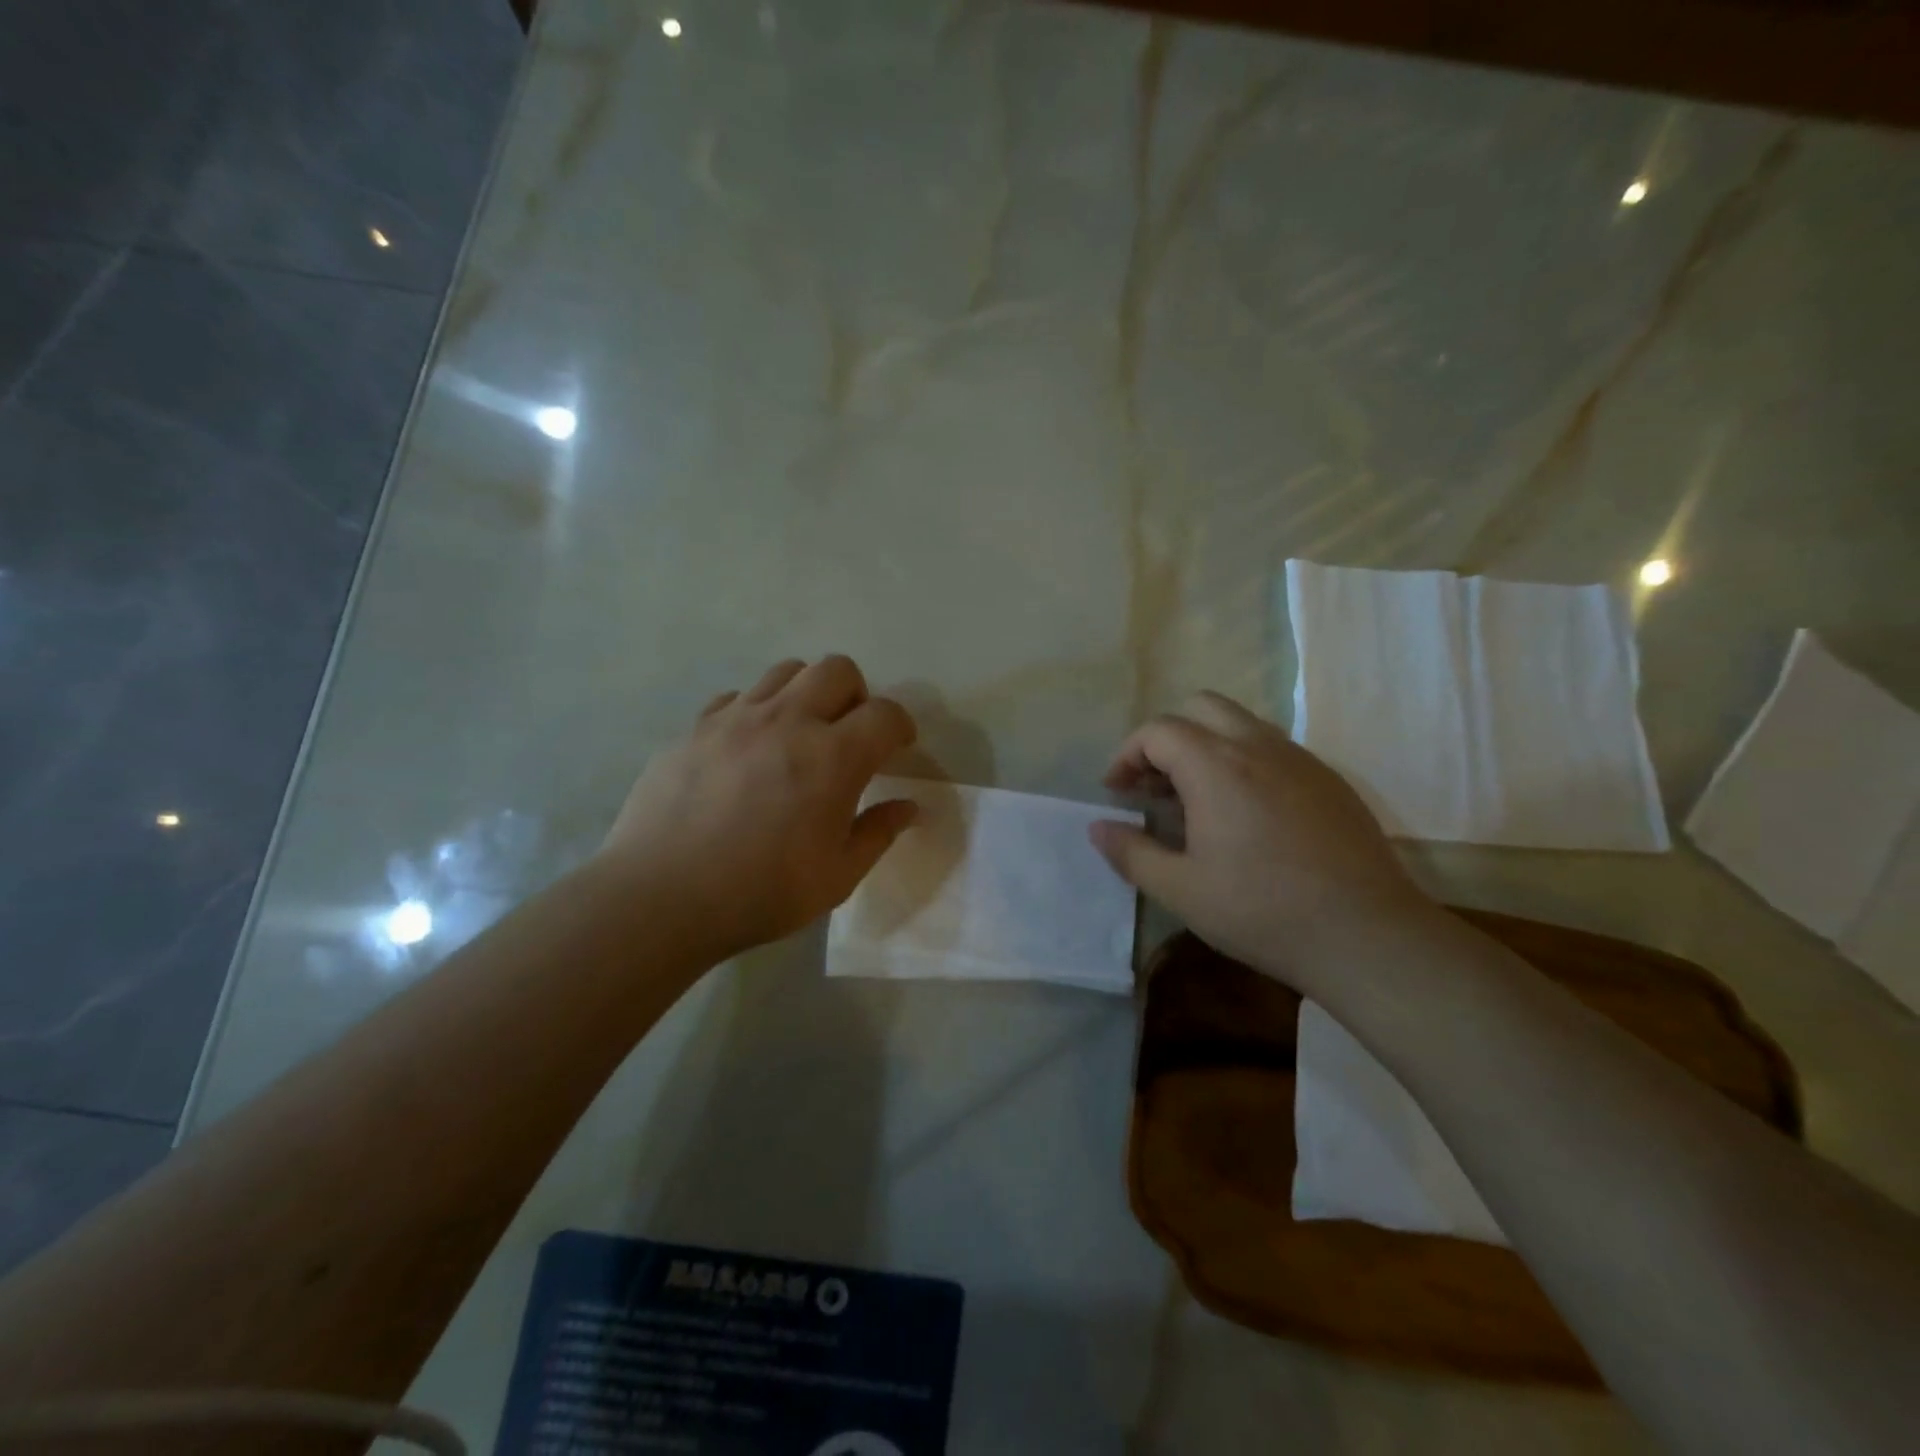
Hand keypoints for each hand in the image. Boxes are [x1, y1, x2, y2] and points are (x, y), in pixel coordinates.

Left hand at [600, 656, 917, 959]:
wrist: (659, 898)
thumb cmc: (760, 893)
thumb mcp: (836, 877)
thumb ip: (878, 833)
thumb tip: (908, 807)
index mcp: (832, 758)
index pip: (885, 713)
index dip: (900, 726)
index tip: (897, 747)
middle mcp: (788, 721)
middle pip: (837, 670)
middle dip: (856, 695)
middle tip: (848, 735)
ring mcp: (736, 718)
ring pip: (786, 672)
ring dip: (806, 694)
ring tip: (798, 735)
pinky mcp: (696, 727)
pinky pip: (737, 697)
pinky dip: (755, 711)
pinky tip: (748, 750)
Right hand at [1089, 691, 1434, 986]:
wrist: (1366, 935)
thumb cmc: (1261, 911)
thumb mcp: (1181, 890)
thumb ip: (1131, 853)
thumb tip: (1098, 828)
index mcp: (1215, 766)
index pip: (1158, 731)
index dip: (1128, 756)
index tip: (1118, 792)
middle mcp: (1257, 747)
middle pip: (1201, 706)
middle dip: (1167, 736)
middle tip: (1156, 784)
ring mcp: (1300, 759)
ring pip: (1241, 723)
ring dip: (1207, 745)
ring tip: (1197, 799)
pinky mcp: (1330, 780)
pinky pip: (1274, 748)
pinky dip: (1244, 761)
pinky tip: (1247, 814)